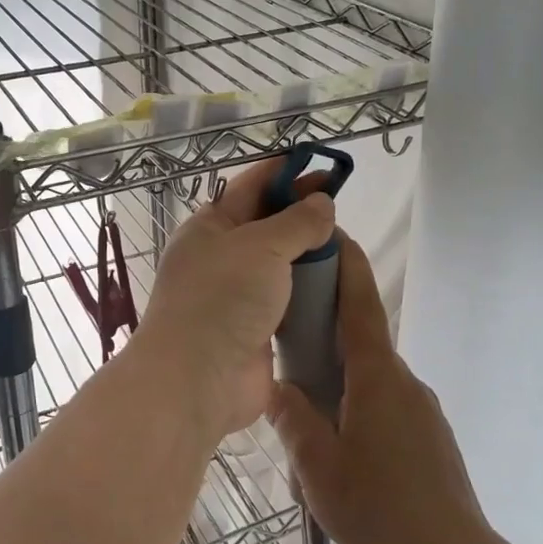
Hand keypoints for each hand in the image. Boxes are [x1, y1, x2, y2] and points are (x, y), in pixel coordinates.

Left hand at [133, 158, 336, 442]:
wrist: (198, 379)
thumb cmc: (222, 298)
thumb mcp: (260, 246)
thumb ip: (296, 222)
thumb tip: (321, 203)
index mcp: (210, 227)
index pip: (250, 187)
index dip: (285, 173)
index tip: (321, 164)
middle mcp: (220, 257)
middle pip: (266, 225)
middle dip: (300, 211)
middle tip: (340, 203)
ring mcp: (237, 296)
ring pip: (278, 264)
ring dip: (307, 254)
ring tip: (344, 242)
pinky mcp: (255, 329)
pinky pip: (286, 301)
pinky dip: (308, 292)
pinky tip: (336, 285)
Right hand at [269, 235, 487, 543]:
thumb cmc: (379, 508)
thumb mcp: (317, 466)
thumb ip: (293, 420)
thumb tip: (278, 389)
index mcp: (376, 377)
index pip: (361, 306)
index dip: (348, 267)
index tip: (335, 234)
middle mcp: (403, 381)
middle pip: (362, 340)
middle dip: (327, 331)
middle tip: (289, 338)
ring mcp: (421, 409)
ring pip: (370, 380)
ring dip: (340, 382)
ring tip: (307, 418)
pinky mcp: (429, 435)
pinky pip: (386, 406)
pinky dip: (359, 407)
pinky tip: (342, 450)